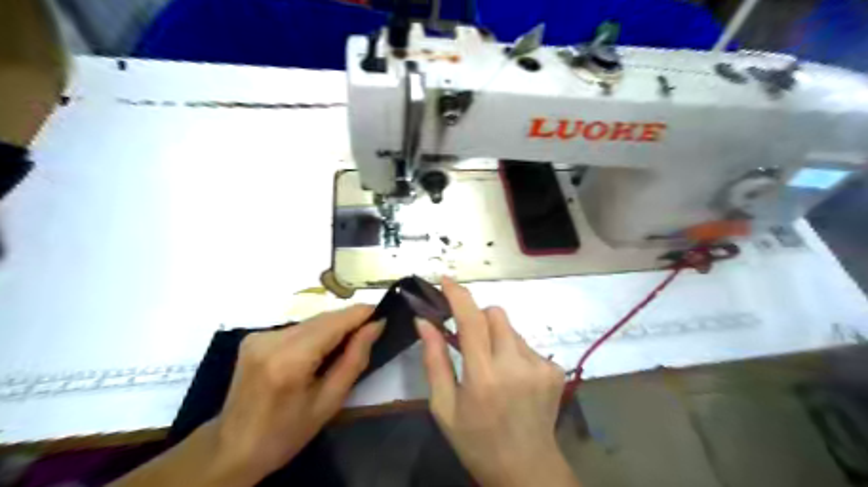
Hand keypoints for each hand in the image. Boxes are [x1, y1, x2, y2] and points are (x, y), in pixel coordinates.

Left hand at [211, 306, 380, 484]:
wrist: (231, 448)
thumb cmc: (286, 433)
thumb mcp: (329, 402)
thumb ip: (354, 359)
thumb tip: (376, 325)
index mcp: (290, 359)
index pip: (334, 322)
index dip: (361, 313)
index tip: (383, 313)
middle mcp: (272, 339)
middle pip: (322, 318)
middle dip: (349, 321)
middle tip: (371, 330)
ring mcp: (259, 335)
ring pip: (310, 321)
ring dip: (332, 327)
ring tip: (348, 343)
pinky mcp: (254, 337)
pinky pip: (297, 328)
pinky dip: (314, 334)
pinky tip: (320, 350)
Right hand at [417, 278, 578, 486]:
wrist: (526, 469)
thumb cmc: (476, 441)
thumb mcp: (444, 407)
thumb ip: (434, 360)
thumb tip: (424, 322)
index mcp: (484, 377)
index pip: (471, 321)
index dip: (458, 295)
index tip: (445, 280)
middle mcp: (516, 365)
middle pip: (495, 314)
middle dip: (477, 319)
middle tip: (469, 343)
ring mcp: (540, 366)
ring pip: (511, 328)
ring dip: (496, 337)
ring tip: (492, 368)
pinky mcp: (554, 369)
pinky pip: (526, 343)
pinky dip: (513, 351)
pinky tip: (512, 378)